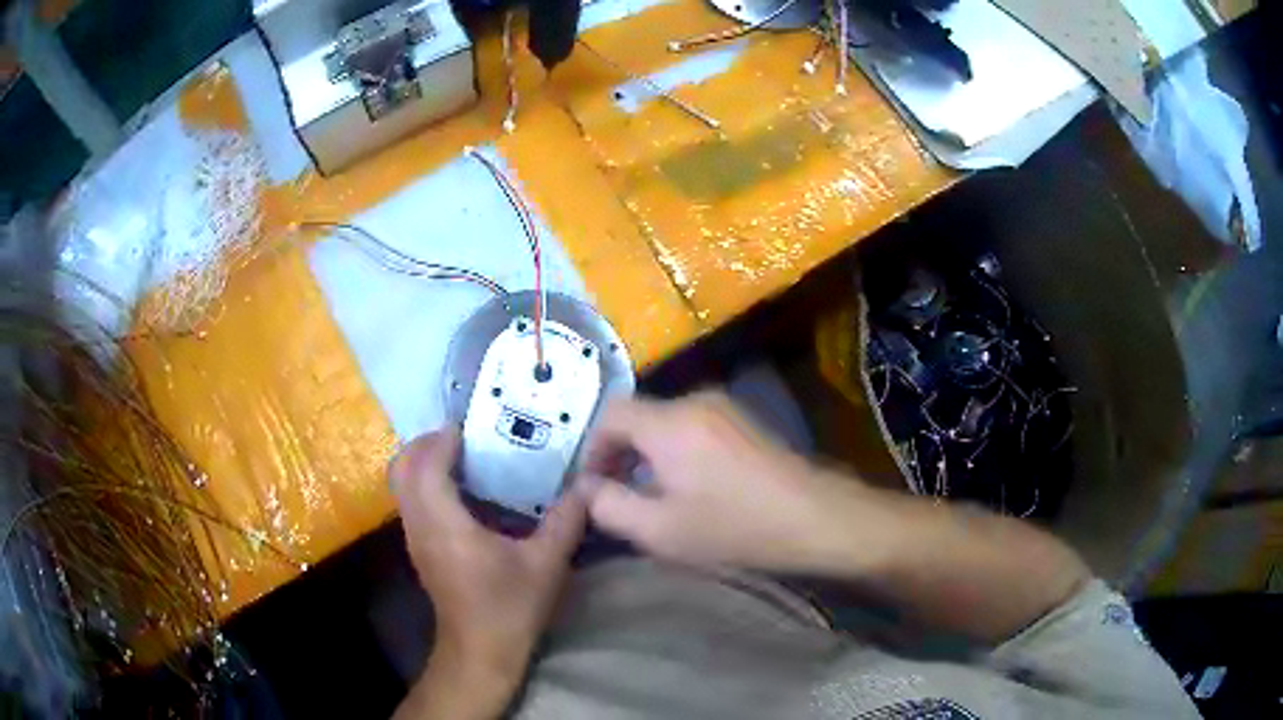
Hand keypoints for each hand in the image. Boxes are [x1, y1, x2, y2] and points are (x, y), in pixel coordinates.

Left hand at [390, 429, 586, 688]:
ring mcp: (415, 537)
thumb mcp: (546, 564)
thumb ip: (565, 520)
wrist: (480, 651)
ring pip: (402, 484)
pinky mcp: (419, 548)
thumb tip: (587, 487)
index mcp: (445, 524)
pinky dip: (427, 482)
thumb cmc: (509, 608)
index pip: (426, 465)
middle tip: (466, 438)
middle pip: (402, 467)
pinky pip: (412, 500)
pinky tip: (466, 493)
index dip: (443, 439)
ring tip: (467, 458)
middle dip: (427, 444)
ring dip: (425, 462)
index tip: (473, 428)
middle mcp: (420, 525)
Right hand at [582, 392, 866, 571]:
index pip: (609, 414)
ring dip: (648, 454)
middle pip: (638, 416)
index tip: (593, 485)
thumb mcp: (659, 530)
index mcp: (668, 422)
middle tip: (617, 494)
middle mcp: (694, 401)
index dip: (592, 447)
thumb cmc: (734, 528)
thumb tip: (586, 487)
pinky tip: (690, 487)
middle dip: (619, 453)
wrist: (814, 518)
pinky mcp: (744, 420)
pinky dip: (675, 450)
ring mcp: (724, 407)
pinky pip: (692, 426)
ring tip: (652, 495)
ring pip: (665, 422)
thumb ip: (609, 506)